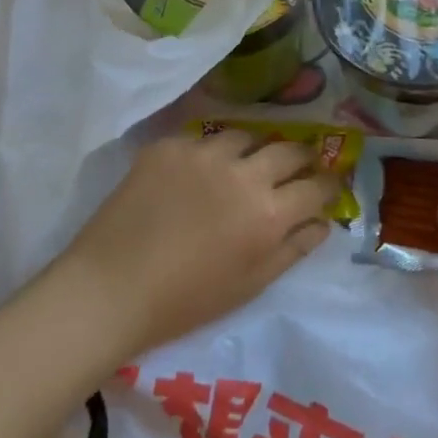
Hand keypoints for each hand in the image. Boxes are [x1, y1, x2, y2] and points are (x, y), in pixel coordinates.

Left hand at [55, 129, 337, 360]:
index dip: (328, 185)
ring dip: (254, 150)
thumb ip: (293, 249)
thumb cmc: (185, 301)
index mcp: (269, 213)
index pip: (317, 185)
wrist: (109, 289)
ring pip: (246, 136)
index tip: (326, 186)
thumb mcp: (250, 284)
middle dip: (301, 158)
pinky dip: (209, 154)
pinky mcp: (169, 146)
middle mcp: (243, 173)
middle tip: (296, 167)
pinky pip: (202, 139)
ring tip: (244, 165)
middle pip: (289, 149)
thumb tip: (322, 223)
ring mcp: (204, 153)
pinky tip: (197, 173)